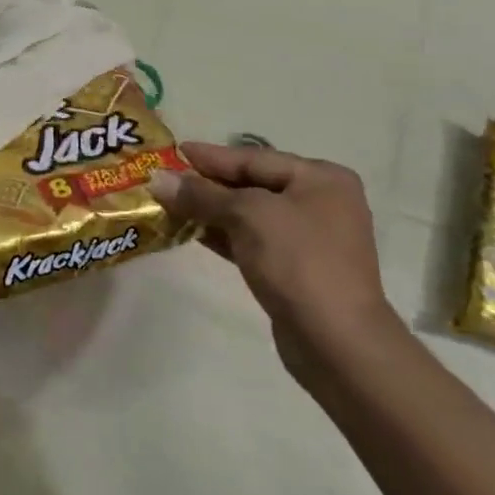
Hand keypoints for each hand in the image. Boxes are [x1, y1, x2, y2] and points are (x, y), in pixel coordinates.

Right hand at [153, 142, 393, 380]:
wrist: (337, 343)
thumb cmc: (297, 261)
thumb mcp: (247, 216)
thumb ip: (202, 194)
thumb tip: (157, 179)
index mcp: (321, 179)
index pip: (254, 158)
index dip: (211, 156)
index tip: (173, 151)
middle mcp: (321, 202)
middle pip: (253, 184)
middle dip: (209, 184)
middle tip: (166, 178)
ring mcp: (311, 239)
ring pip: (251, 214)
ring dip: (211, 210)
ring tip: (170, 204)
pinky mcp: (297, 270)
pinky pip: (253, 240)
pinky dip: (224, 234)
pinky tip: (192, 231)